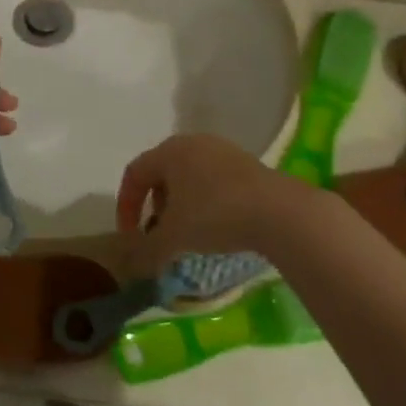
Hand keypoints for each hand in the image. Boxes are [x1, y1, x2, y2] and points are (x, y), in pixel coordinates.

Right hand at [116, 134, 309, 275]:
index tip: (130, 236)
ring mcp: (223, 150)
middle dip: (154, 204)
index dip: (126, 206)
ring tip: (189, 231)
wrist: (280, 212)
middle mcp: (192, 142)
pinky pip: (214, 179)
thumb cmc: (215, 216)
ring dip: (181, 203)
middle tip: (160, 231)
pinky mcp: (247, 163)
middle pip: (161, 172)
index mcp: (168, 151)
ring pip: (189, 175)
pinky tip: (218, 224)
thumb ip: (147, 250)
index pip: (134, 174)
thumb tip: (134, 262)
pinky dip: (206, 200)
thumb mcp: (173, 238)